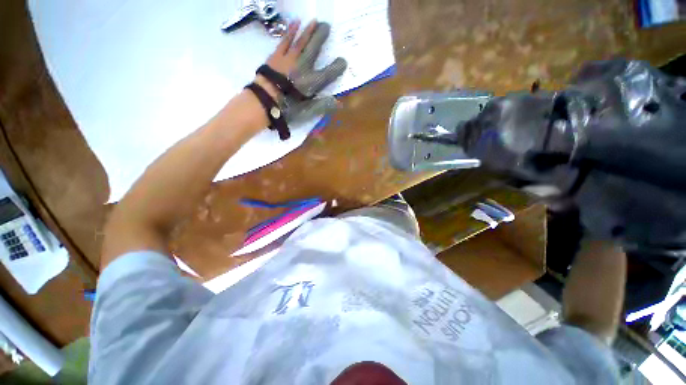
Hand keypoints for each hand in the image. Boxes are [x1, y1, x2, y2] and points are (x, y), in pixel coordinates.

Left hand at [256, 19, 347, 124]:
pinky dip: (290, 32)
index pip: (328, 73)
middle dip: (321, 37)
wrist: (265, 99)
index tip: (343, 61)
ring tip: (314, 21)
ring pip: (301, 41)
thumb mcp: (307, 111)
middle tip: (327, 25)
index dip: (337, 67)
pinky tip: (295, 23)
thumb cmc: (288, 108)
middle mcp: (303, 67)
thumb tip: (339, 103)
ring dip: (308, 31)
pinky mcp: (277, 56)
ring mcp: (289, 59)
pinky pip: (285, 41)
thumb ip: (323, 105)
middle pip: (314, 48)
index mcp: (312, 82)